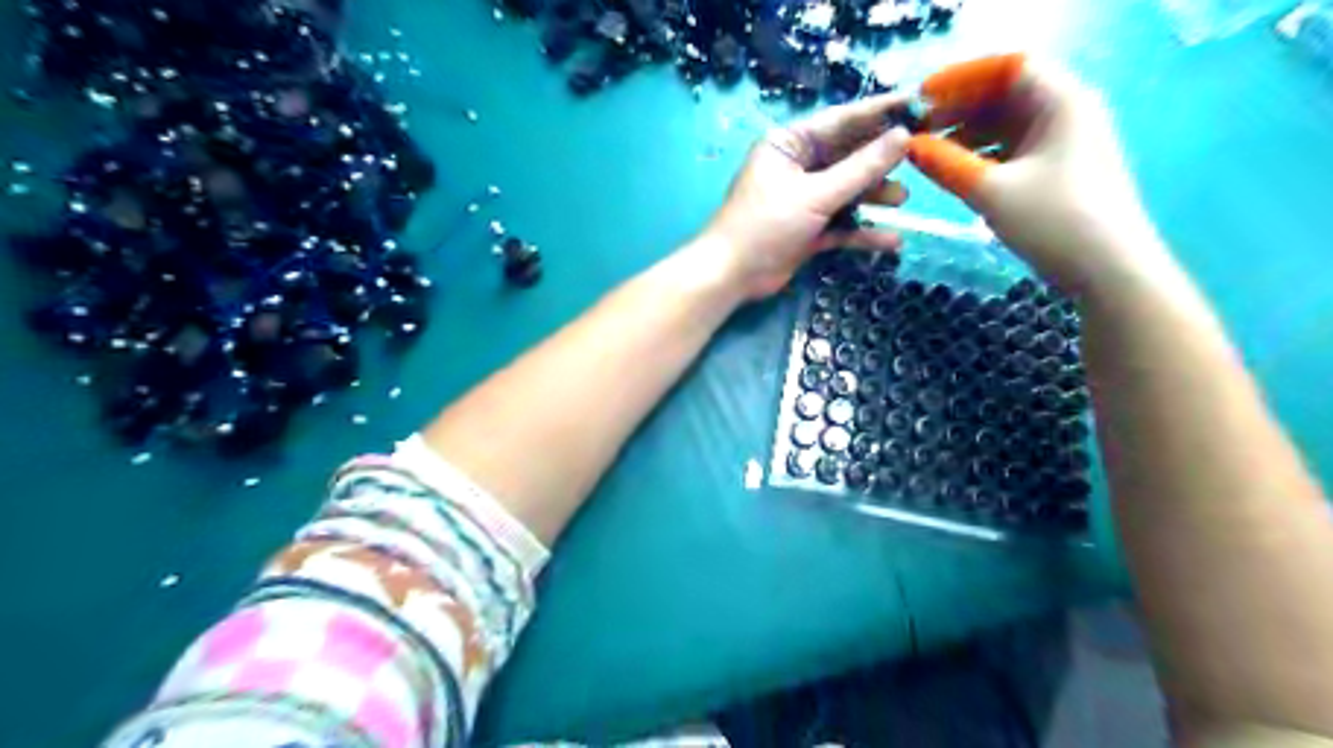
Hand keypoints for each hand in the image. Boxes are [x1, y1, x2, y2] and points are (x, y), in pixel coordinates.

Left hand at [703, 94, 911, 297]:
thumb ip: (861, 169)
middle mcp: (798, 167)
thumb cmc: (766, 224)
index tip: (917, 104)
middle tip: (919, 155)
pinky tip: (891, 240)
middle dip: (880, 159)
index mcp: (790, 144)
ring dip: (873, 195)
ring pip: (847, 192)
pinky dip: (862, 232)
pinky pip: (842, 225)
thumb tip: (902, 138)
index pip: (841, 121)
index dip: (880, 113)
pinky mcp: (808, 231)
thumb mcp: (816, 194)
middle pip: (848, 156)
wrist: (732, 275)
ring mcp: (803, 200)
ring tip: (901, 198)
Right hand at [906, 52, 1175, 294]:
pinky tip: (956, 171)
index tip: (921, 100)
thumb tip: (909, 146)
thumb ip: (946, 164)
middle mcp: (1067, 111)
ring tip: (928, 153)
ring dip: (967, 132)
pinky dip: (983, 154)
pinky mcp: (1060, 169)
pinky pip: (1014, 148)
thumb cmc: (1053, 221)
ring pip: (1008, 123)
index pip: (1007, 68)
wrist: (1109, 270)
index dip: (961, 79)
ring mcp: (1066, 142)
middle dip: (960, 108)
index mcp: (1061, 101)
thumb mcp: (991, 191)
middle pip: (1006, 94)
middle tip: (916, 130)